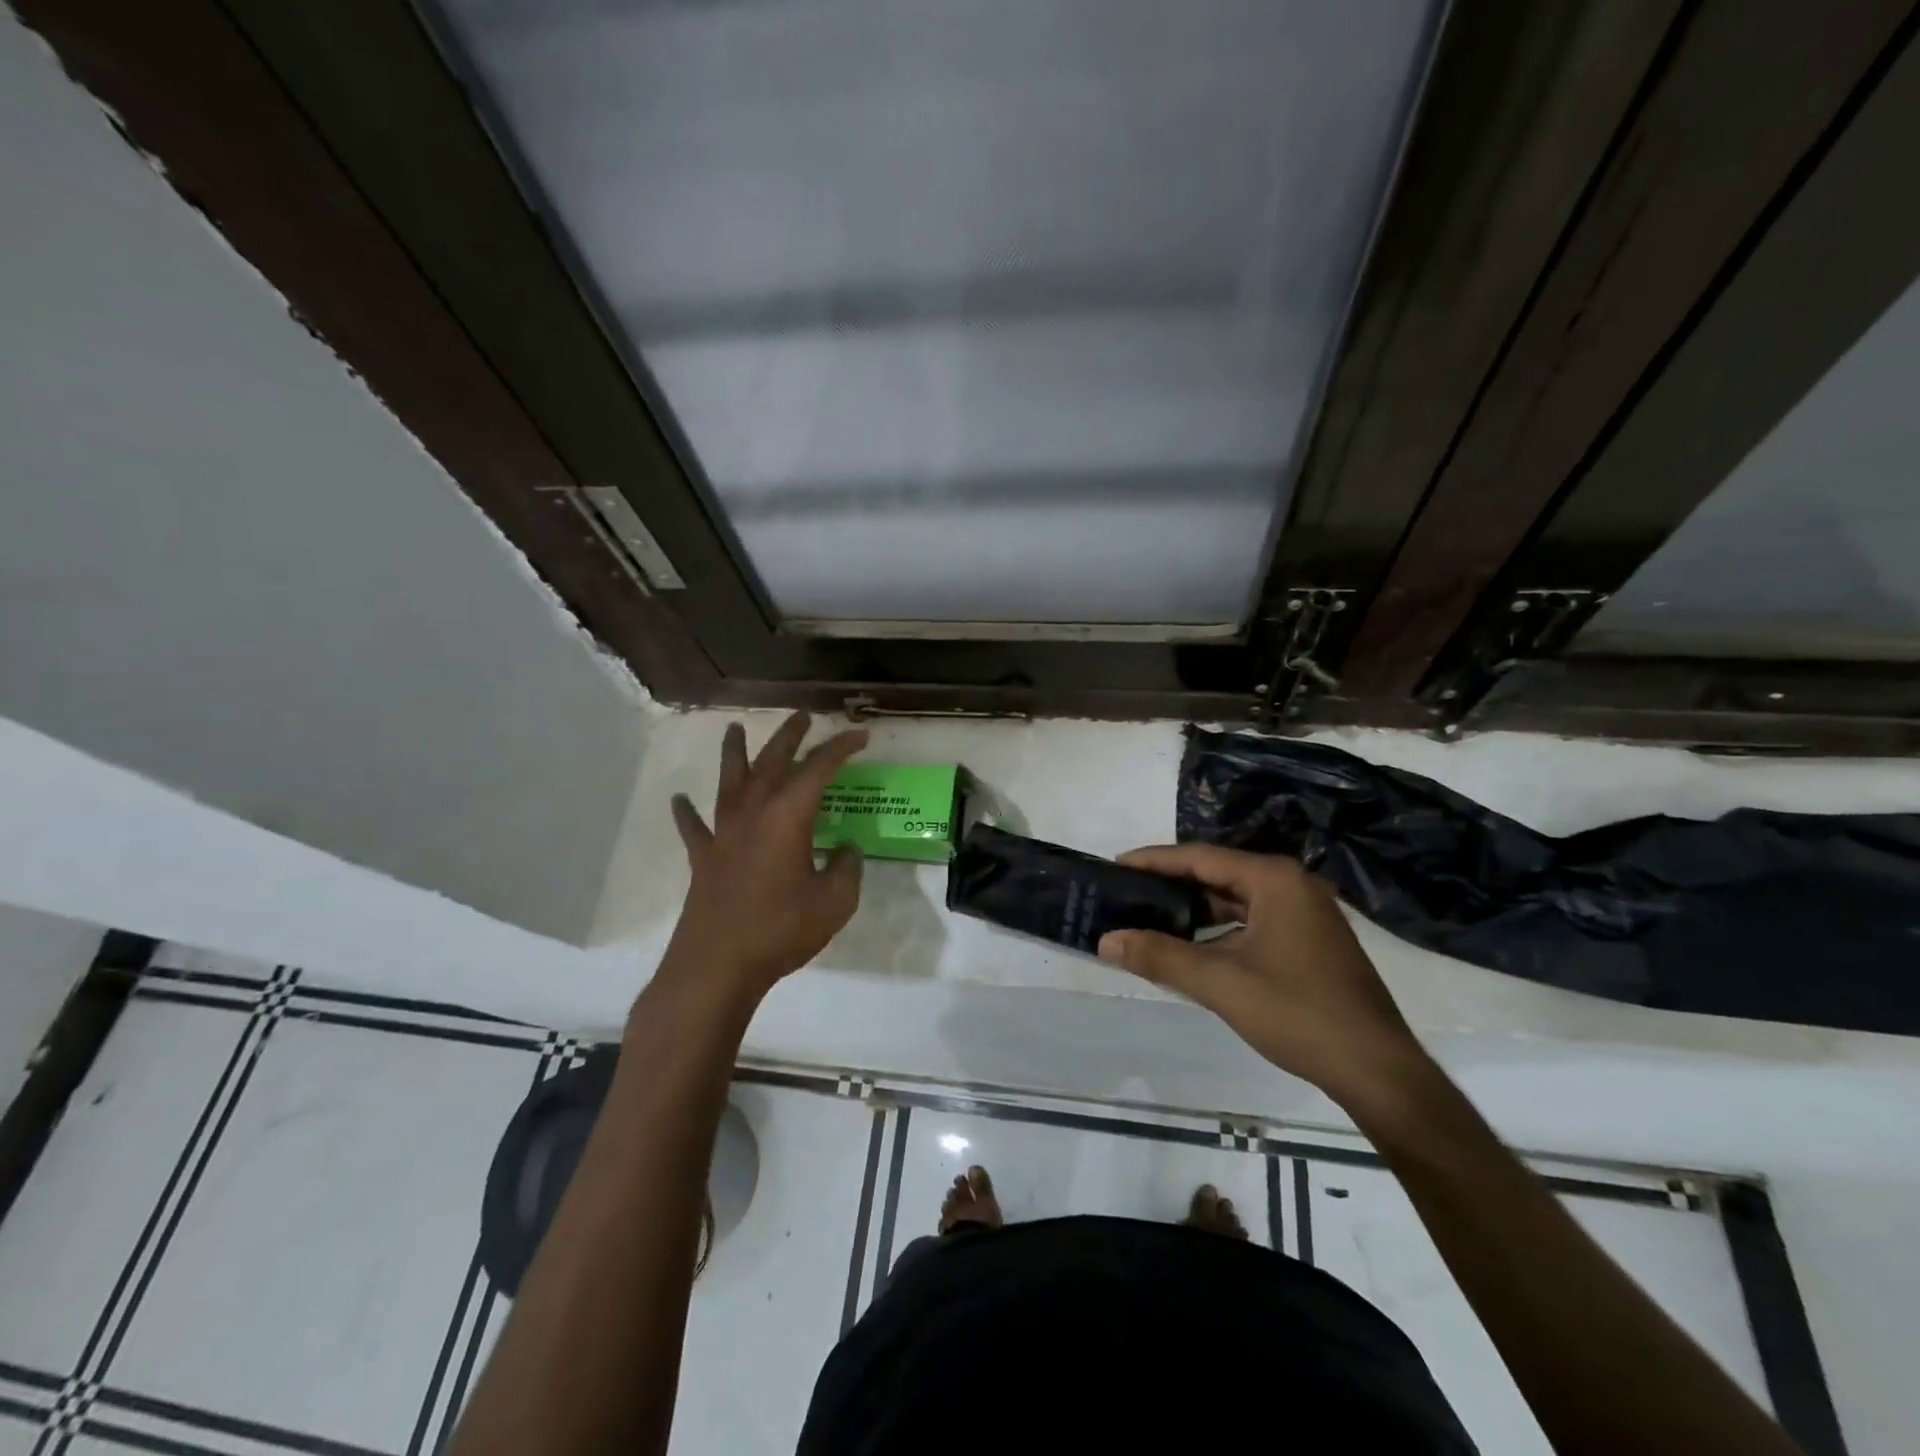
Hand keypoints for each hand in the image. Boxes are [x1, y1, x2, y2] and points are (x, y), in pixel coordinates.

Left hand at [655, 712, 867, 1016]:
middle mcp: (753, 815)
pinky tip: (679, 800)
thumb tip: (846, 850)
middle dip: (789, 736)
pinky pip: (694, 827)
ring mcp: (723, 835)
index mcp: (788, 818)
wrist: (717, 966)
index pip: (818, 769)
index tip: (860, 735)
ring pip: (729, 782)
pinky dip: (687, 812)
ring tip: (734, 728)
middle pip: (771, 763)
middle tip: (802, 716)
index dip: (841, 748)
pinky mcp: (702, 859)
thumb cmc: (780, 930)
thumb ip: (847, 870)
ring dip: (734, 753)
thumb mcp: (835, 903)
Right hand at [1097, 844, 1430, 1113]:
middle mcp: (1292, 885)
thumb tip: (1106, 940)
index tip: (1115, 865)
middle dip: (1171, 884)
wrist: (1377, 1070)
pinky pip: (1251, 921)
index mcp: (1274, 879)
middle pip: (1217, 874)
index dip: (1153, 861)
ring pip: (1235, 900)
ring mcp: (1305, 913)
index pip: (1200, 857)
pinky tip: (1192, 946)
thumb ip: (1159, 956)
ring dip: (1194, 910)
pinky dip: (1218, 930)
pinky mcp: (1310, 941)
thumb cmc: (1297, 1012)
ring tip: (1149, 917)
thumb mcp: (1220, 982)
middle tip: (1126, 893)